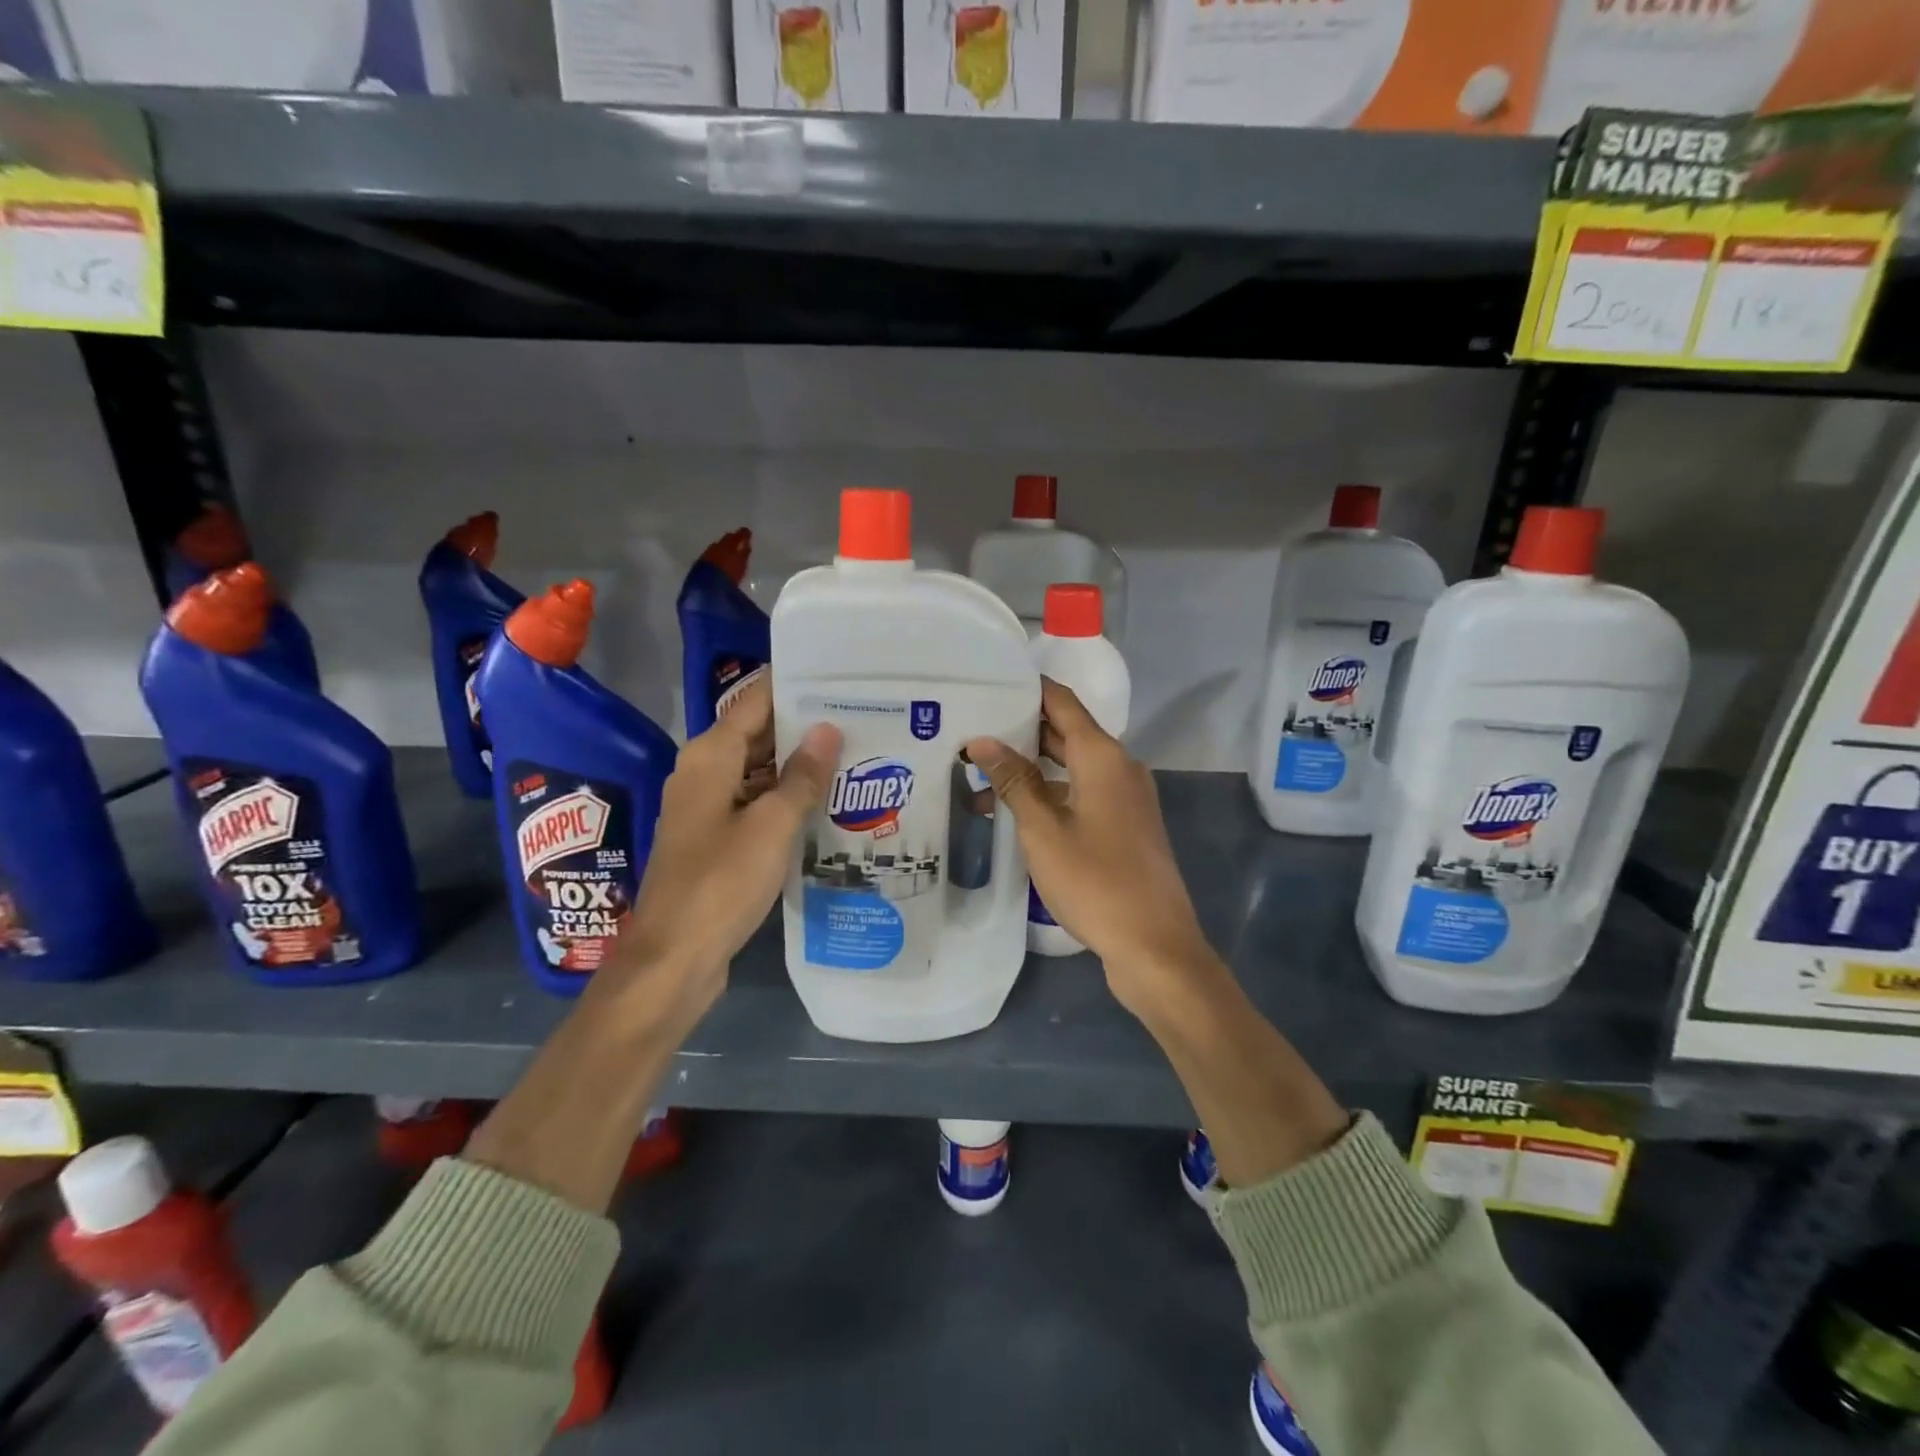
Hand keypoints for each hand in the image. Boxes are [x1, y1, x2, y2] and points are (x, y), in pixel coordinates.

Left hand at [610, 675, 840, 1025]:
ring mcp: (710, 807)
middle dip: (805, 726)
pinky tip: (827, 802)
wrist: (674, 958)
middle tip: (862, 716)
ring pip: (760, 771)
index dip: (794, 686)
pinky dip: (787, 798)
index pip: (755, 701)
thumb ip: (801, 776)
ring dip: (800, 765)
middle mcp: (705, 773)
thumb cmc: (720, 883)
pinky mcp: (717, 838)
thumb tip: (828, 729)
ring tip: (856, 753)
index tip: (839, 677)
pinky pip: (756, 803)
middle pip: (758, 734)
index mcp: (710, 757)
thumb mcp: (770, 826)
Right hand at [966, 679, 1213, 1014]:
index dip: (1028, 689)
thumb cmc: (1095, 882)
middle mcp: (1119, 767)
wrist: (1154, 945)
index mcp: (1103, 757)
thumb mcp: (1044, 830)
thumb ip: (1014, 781)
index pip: (1062, 703)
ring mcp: (1125, 798)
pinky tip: (1013, 811)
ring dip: (1030, 769)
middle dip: (1020, 730)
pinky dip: (1049, 794)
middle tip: (971, 728)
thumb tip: (982, 741)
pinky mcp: (1125, 826)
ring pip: (1071, 768)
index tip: (989, 681)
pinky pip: (1081, 794)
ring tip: (978, 775)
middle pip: (1066, 733)